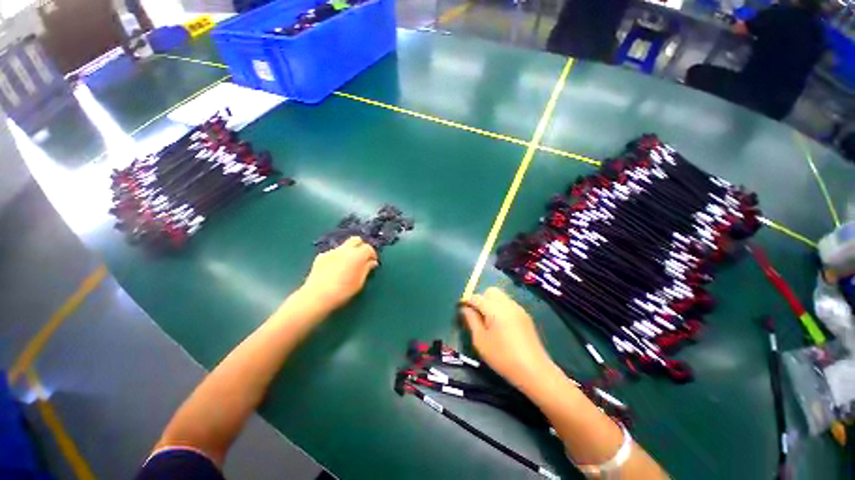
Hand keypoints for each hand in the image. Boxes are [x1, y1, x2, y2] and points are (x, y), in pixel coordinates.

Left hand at [299, 237, 378, 311]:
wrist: (317, 296)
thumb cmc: (343, 291)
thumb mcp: (360, 282)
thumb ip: (367, 269)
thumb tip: (372, 262)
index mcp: (357, 255)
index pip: (369, 248)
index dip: (373, 255)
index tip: (373, 262)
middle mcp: (345, 249)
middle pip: (356, 240)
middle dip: (361, 246)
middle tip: (362, 258)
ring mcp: (332, 251)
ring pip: (344, 246)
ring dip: (349, 251)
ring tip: (348, 265)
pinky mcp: (321, 256)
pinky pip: (333, 253)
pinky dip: (338, 257)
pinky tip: (335, 269)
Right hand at [460, 287, 556, 391]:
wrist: (534, 370)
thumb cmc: (502, 357)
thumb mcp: (480, 341)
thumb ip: (471, 321)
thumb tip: (465, 309)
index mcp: (494, 309)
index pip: (476, 297)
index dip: (467, 302)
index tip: (463, 311)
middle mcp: (507, 303)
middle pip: (490, 291)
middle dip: (481, 299)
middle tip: (478, 316)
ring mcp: (518, 308)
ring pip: (501, 296)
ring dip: (492, 303)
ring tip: (490, 321)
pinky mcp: (525, 315)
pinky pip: (509, 304)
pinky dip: (501, 308)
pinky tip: (502, 326)